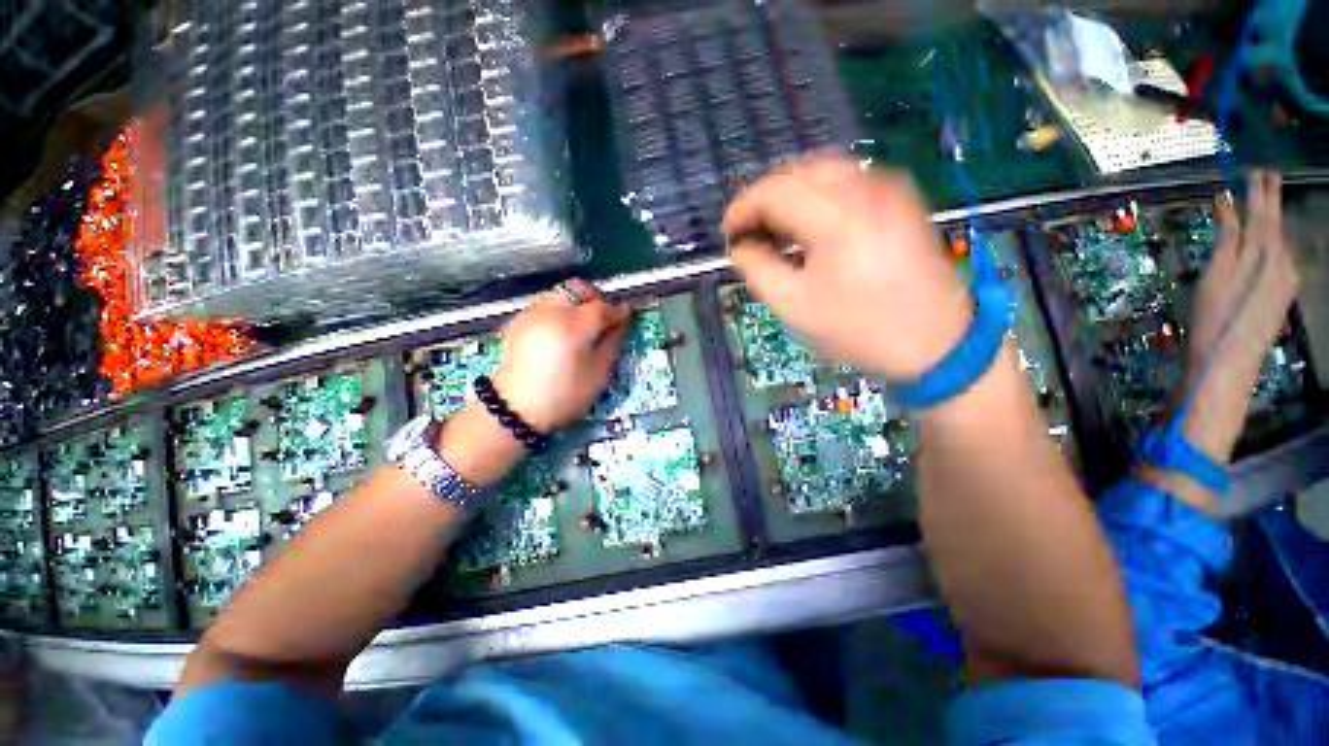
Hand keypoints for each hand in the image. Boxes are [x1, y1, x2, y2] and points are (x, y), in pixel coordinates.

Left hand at [437, 279, 629, 486]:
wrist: (515, 409)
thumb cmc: (565, 395)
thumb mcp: (598, 374)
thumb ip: (612, 342)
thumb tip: (622, 322)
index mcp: (574, 326)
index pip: (602, 307)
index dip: (618, 310)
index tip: (627, 315)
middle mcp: (551, 311)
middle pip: (578, 289)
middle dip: (595, 298)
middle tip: (603, 318)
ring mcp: (531, 313)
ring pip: (560, 294)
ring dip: (576, 304)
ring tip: (581, 326)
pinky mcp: (518, 321)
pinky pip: (544, 305)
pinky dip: (558, 311)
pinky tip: (560, 334)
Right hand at [723, 155, 971, 379]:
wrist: (936, 341)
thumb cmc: (859, 329)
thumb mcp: (794, 307)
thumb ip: (757, 269)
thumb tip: (740, 246)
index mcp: (837, 218)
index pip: (775, 191)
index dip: (742, 208)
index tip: (727, 233)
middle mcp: (866, 188)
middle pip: (797, 172)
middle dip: (764, 198)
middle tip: (748, 231)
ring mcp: (889, 187)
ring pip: (822, 169)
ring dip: (789, 192)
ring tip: (774, 226)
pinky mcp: (901, 196)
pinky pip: (847, 178)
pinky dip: (817, 192)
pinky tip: (809, 220)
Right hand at [1179, 171, 1299, 463]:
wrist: (1228, 363)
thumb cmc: (1213, 319)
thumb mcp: (1214, 275)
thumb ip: (1226, 238)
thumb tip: (1228, 203)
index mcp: (1264, 253)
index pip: (1263, 211)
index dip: (1259, 189)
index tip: (1256, 167)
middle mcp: (1282, 260)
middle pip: (1275, 223)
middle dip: (1269, 200)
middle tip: (1264, 176)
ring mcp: (1285, 279)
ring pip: (1279, 240)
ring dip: (1269, 220)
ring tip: (1262, 203)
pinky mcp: (1281, 294)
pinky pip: (1279, 258)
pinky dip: (1271, 242)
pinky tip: (1264, 240)